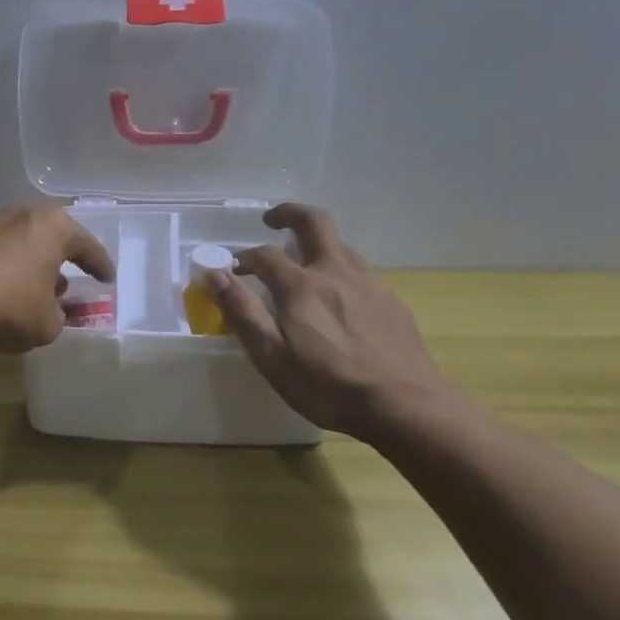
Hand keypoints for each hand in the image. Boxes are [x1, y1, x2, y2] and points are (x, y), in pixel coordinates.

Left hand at [0, 200, 113, 352]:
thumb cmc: (8, 305)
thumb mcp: (47, 324)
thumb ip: (59, 316)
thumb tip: (53, 311)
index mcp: (54, 226)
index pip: (88, 246)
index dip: (100, 266)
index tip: (107, 279)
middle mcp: (24, 213)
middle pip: (53, 237)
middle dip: (62, 259)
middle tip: (71, 279)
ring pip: (23, 241)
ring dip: (32, 263)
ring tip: (35, 288)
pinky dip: (6, 266)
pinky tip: (3, 288)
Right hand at [207, 203, 460, 440]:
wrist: (407, 406)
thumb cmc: (329, 385)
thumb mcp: (271, 355)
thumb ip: (241, 311)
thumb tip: (212, 273)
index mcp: (301, 285)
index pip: (264, 255)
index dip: (244, 258)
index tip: (232, 270)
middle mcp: (336, 272)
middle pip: (314, 222)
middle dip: (290, 213)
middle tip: (272, 220)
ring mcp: (369, 284)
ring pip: (341, 247)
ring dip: (317, 245)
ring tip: (304, 264)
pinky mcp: (392, 302)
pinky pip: (361, 274)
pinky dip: (341, 273)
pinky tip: (341, 302)